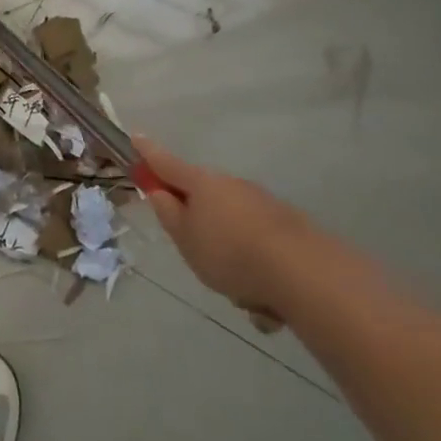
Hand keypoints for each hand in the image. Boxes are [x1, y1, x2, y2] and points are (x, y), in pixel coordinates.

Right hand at [134, 137, 316, 333]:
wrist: (305, 273)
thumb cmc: (230, 253)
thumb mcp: (186, 239)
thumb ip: (169, 214)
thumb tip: (160, 192)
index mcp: (201, 184)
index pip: (166, 163)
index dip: (148, 153)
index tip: (136, 138)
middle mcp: (232, 185)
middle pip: (204, 197)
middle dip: (199, 222)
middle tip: (198, 254)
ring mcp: (263, 203)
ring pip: (233, 226)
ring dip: (231, 253)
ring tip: (240, 292)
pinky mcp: (290, 227)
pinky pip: (260, 246)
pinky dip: (257, 268)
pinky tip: (266, 302)